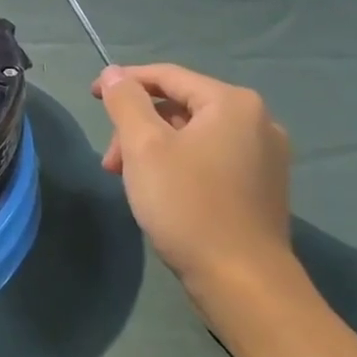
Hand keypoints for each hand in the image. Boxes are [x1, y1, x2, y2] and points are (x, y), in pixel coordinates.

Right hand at [92, 63, 297, 312]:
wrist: (243, 282)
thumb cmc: (188, 205)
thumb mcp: (144, 147)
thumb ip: (125, 102)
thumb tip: (113, 73)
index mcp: (232, 103)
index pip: (167, 76)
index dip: (124, 82)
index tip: (90, 96)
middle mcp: (257, 121)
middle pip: (180, 106)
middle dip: (138, 126)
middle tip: (110, 162)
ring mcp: (266, 156)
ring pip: (194, 135)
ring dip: (154, 149)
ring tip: (129, 181)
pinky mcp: (263, 187)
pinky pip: (211, 158)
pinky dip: (179, 164)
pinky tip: (161, 192)